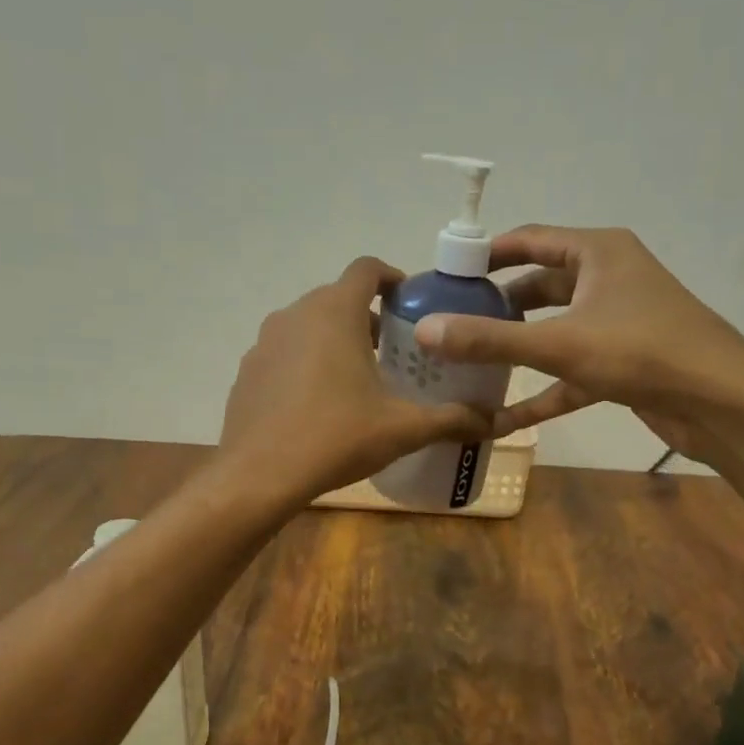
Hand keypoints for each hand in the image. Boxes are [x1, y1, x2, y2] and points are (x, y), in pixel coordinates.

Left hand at [220, 257, 493, 504]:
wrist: (260, 475)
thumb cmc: (336, 438)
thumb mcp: (402, 429)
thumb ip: (451, 419)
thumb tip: (495, 421)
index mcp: (336, 312)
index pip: (367, 269)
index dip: (393, 278)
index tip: (410, 304)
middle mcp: (296, 314)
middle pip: (338, 298)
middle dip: (369, 317)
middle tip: (394, 352)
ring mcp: (265, 341)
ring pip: (309, 325)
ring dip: (336, 340)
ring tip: (358, 379)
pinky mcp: (248, 370)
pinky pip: (285, 353)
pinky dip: (305, 363)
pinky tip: (318, 404)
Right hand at [412, 225, 743, 465]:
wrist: (721, 402)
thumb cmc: (642, 352)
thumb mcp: (559, 344)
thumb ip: (491, 340)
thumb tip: (426, 332)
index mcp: (597, 253)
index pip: (530, 240)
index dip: (486, 255)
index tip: (446, 275)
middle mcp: (607, 279)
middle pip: (539, 287)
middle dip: (496, 308)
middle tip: (451, 325)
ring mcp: (616, 323)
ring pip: (553, 331)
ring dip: (516, 350)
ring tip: (468, 366)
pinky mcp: (621, 364)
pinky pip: (568, 372)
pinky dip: (539, 392)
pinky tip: (501, 419)